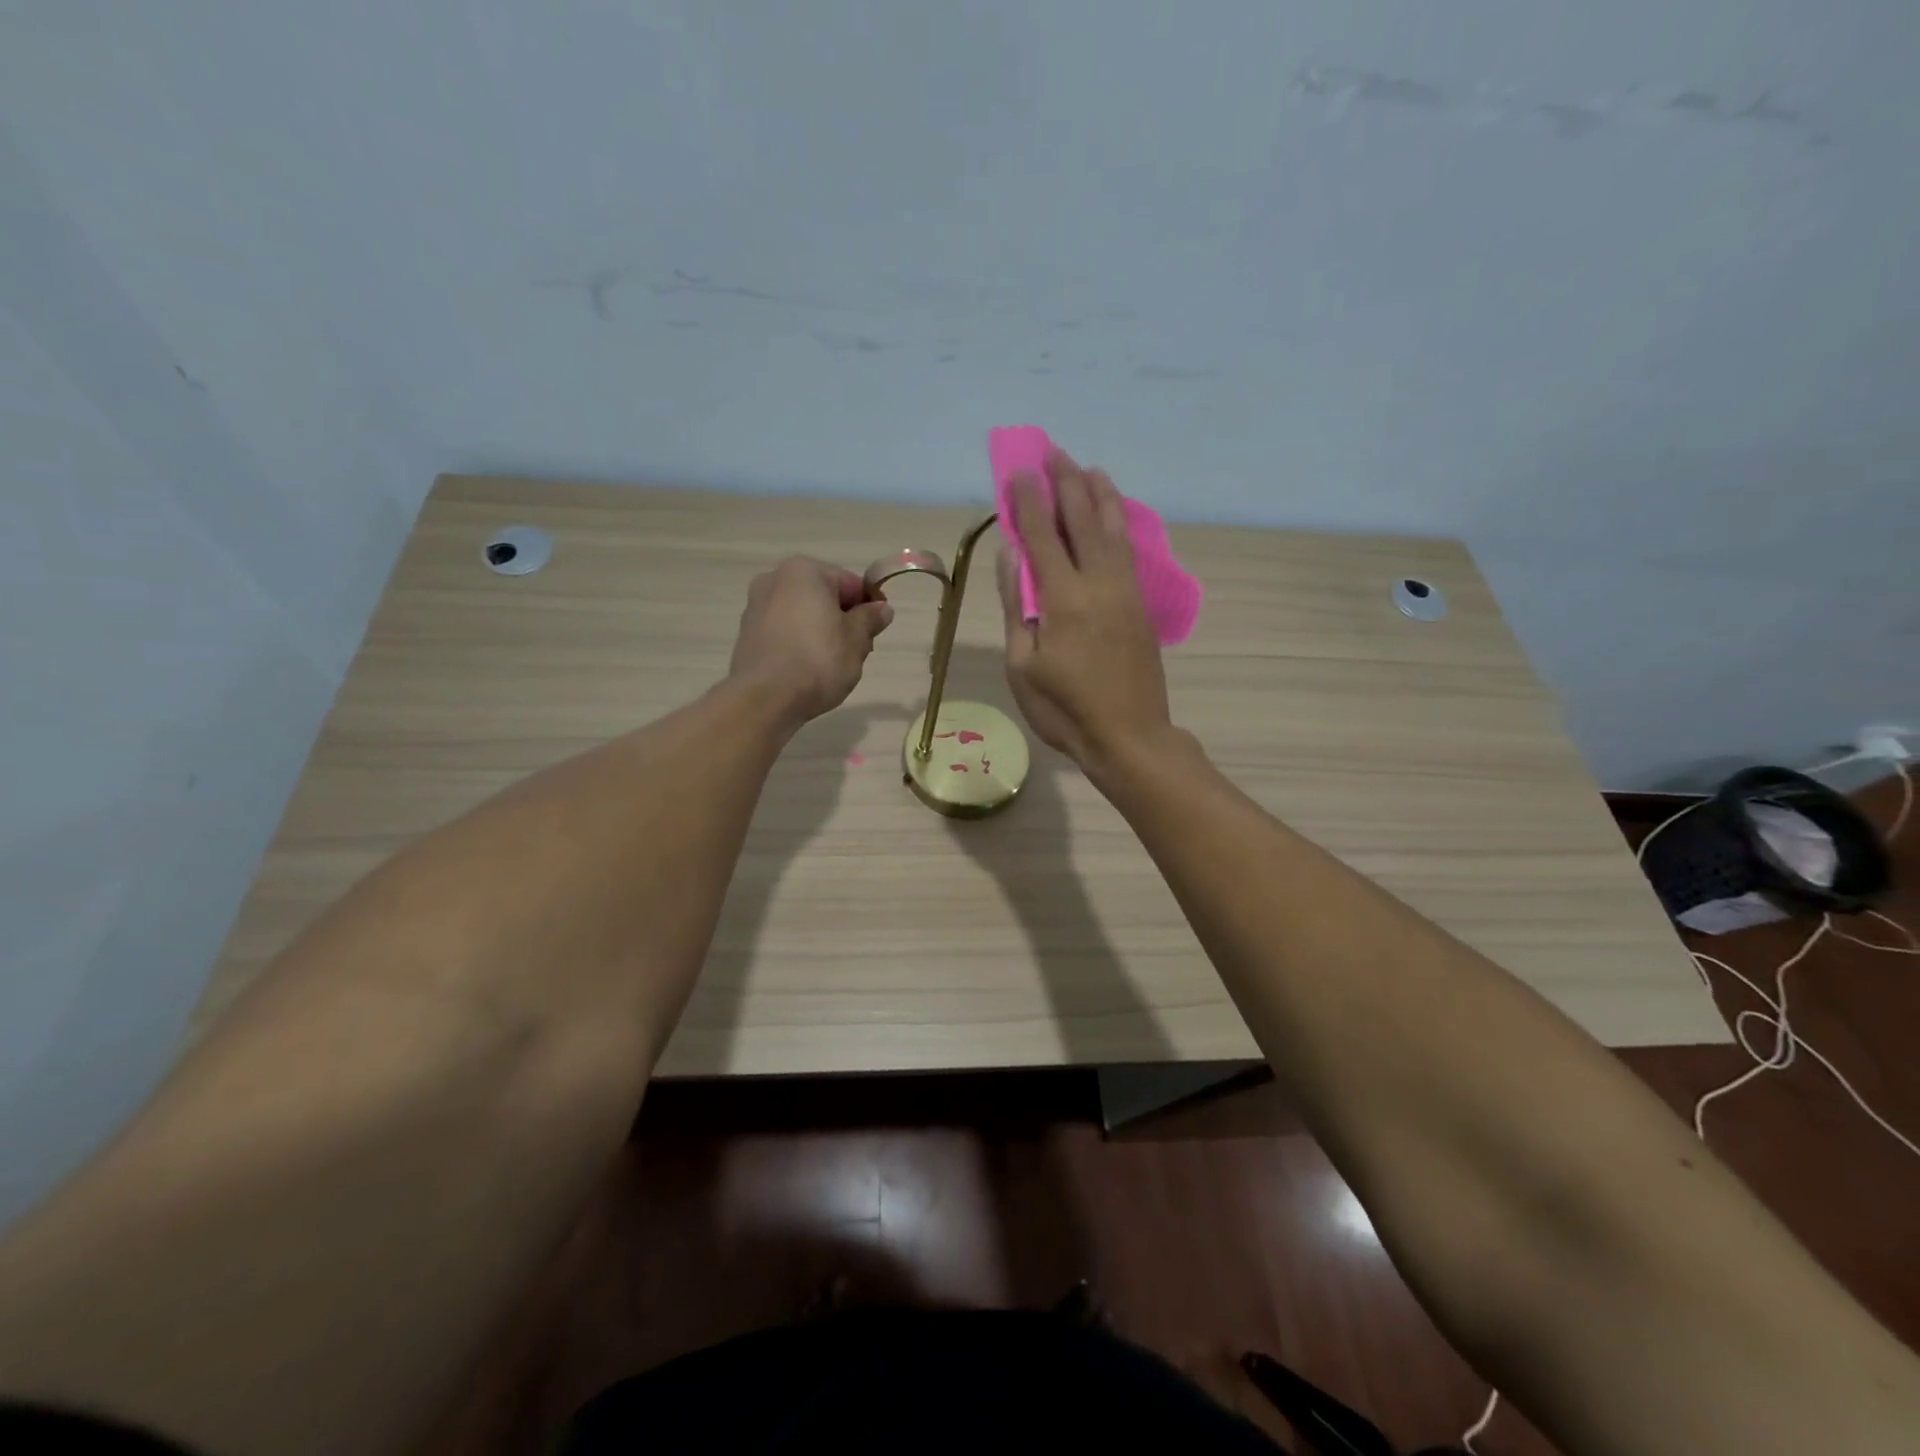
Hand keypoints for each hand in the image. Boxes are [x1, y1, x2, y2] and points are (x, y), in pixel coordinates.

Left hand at [729, 558, 893, 728]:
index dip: (868, 607)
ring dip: (819, 633)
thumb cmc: (818, 660)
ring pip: (801, 615)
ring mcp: (755, 607)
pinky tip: (806, 670)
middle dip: (842, 621)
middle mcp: (774, 579)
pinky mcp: (746, 635)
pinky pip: (783, 633)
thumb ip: (870, 619)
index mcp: (804, 571)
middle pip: (823, 598)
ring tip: (830, 665)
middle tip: (856, 652)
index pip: (850, 583)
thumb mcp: (857, 640)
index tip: (876, 632)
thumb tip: (882, 609)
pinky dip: (797, 644)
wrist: (766, 697)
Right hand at [998, 452, 1173, 773]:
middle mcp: (1098, 583)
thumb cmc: (1065, 709)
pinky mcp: (1141, 606)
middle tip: (1054, 453)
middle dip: (1066, 483)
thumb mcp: (1023, 664)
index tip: (1020, 470)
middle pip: (1082, 520)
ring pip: (1113, 530)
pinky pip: (1128, 550)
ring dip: (1099, 495)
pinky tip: (1115, 514)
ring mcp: (1125, 592)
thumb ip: (1016, 605)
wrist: (1130, 737)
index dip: (1028, 500)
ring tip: (1089, 469)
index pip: (1041, 535)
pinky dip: (1119, 523)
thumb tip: (1010, 554)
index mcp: (1063, 598)